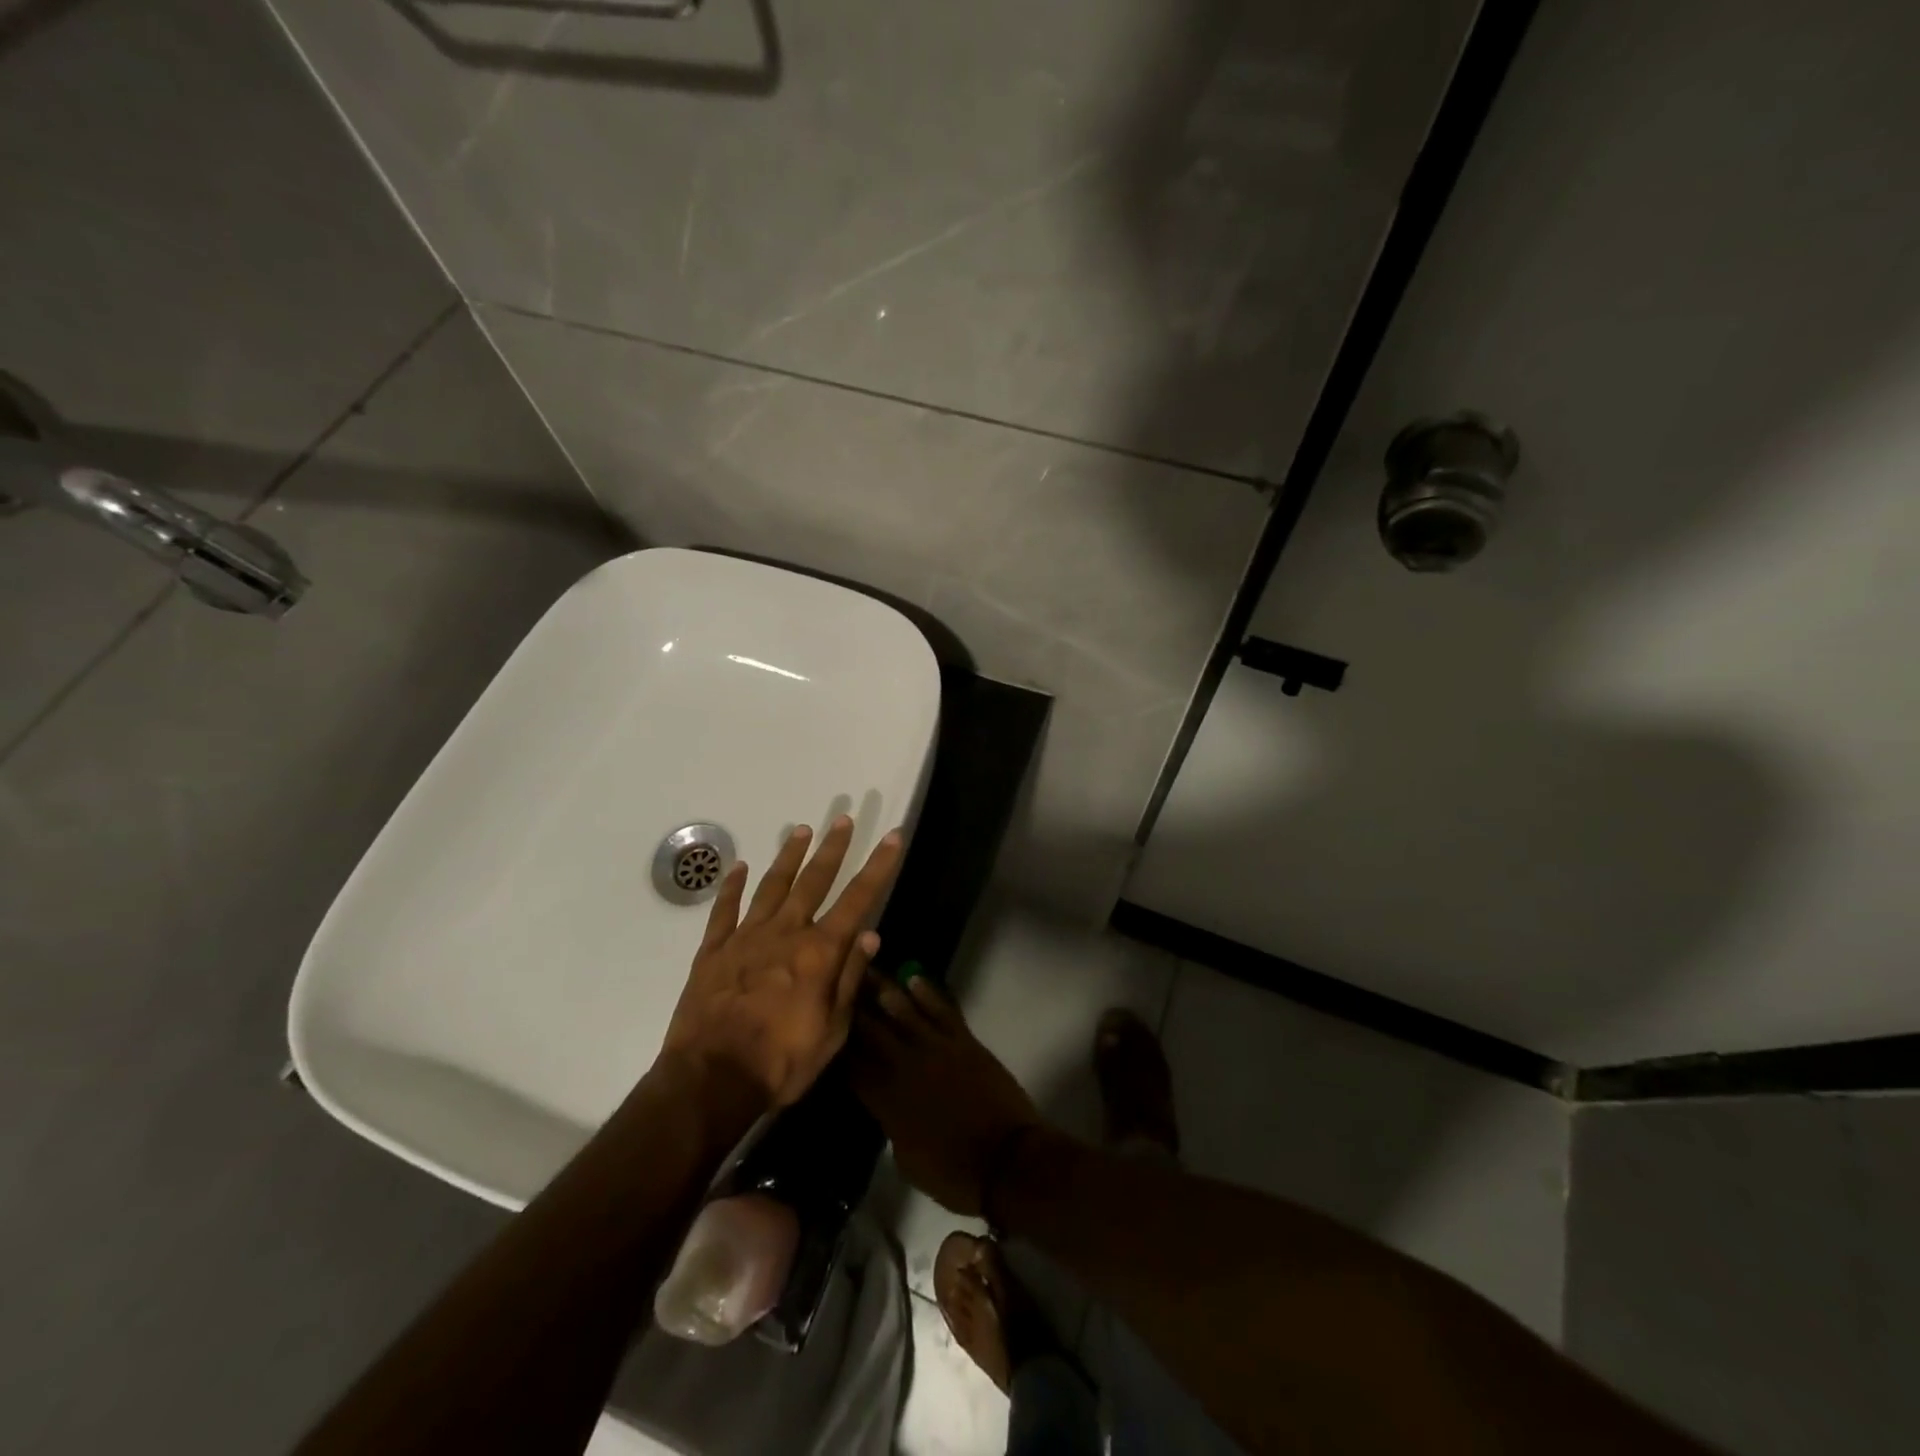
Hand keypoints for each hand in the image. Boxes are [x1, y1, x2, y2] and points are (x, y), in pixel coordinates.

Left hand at [662, 816, 903, 1107]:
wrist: (711, 1079)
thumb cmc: (781, 1062)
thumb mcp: (832, 1032)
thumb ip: (849, 979)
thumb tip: (870, 935)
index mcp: (819, 953)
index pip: (858, 899)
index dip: (879, 866)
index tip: (893, 836)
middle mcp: (785, 933)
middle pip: (814, 881)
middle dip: (833, 848)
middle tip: (843, 818)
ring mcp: (746, 938)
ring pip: (772, 886)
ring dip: (788, 857)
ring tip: (800, 829)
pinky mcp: (713, 950)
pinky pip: (724, 910)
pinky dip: (732, 886)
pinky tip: (739, 866)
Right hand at [848, 974, 1042, 1215]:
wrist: (1006, 1160)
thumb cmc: (953, 1173)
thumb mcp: (906, 1159)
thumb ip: (890, 1123)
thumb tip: (884, 1103)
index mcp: (886, 1100)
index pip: (851, 1066)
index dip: (836, 1045)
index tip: (822, 1023)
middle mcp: (905, 1066)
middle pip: (871, 1030)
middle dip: (852, 1006)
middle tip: (836, 982)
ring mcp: (936, 1048)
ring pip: (903, 1011)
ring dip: (883, 989)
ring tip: (866, 968)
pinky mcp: (963, 1041)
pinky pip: (942, 1010)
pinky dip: (928, 992)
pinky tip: (913, 977)